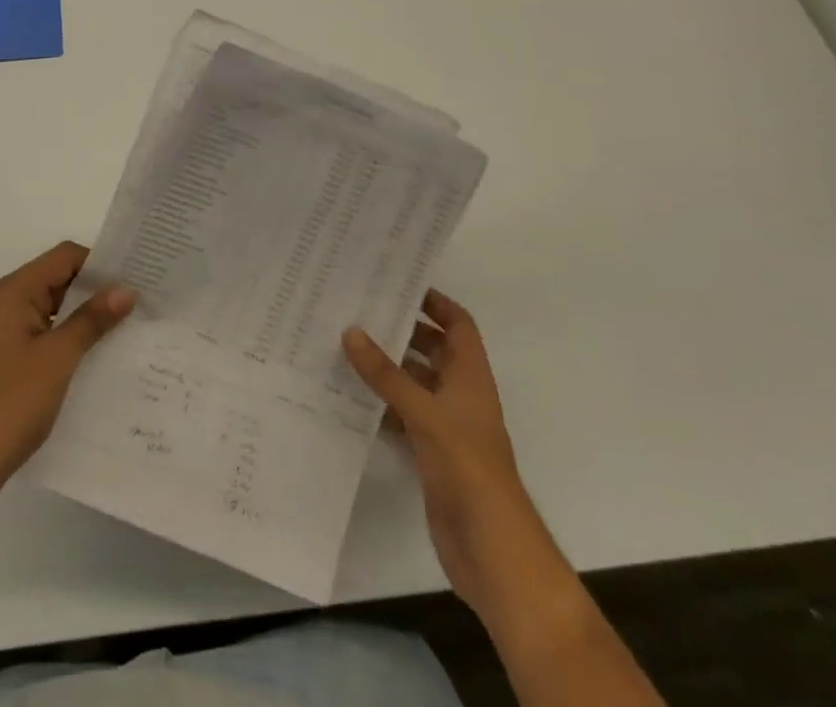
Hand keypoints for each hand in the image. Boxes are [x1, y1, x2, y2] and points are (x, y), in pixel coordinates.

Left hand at [0, 241, 134, 514]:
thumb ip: (91, 320)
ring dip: (85, 318)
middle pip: (58, 280)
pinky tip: (97, 360)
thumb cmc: (8, 403)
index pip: (64, 257)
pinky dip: (70, 341)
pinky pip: (44, 336)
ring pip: (53, 311)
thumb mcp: (57, 358)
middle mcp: (5, 304)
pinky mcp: (5, 361)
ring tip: (128, 330)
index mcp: (13, 292)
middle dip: (97, 291)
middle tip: (141, 304)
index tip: (137, 278)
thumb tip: (126, 289)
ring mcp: (3, 334)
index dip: (100, 263)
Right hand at [343, 292, 534, 618]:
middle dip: (400, 330)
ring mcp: (446, 427)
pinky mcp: (430, 455)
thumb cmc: (468, 469)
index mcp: (470, 378)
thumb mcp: (425, 414)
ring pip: (414, 383)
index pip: (458, 325)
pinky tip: (348, 395)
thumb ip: (386, 374)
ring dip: (386, 368)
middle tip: (356, 310)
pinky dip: (380, 404)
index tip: (396, 285)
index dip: (434, 302)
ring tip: (343, 345)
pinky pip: (402, 416)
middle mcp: (459, 396)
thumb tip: (351, 330)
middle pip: (432, 350)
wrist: (492, 551)